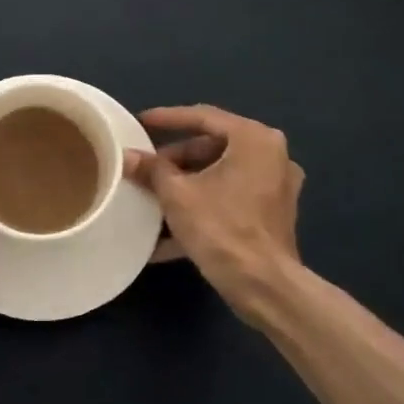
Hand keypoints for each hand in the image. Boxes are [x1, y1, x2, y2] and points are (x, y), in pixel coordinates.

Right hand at [124, 105, 303, 300]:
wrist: (263, 286)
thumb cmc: (221, 228)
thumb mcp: (177, 195)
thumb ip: (152, 170)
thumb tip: (127, 156)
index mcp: (254, 140)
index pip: (204, 117)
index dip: (168, 118)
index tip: (140, 122)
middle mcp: (272, 155)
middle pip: (214, 147)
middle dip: (176, 159)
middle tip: (147, 167)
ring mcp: (276, 186)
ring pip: (221, 175)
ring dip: (187, 184)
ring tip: (153, 194)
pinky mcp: (272, 214)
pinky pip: (230, 199)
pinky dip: (203, 205)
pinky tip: (170, 229)